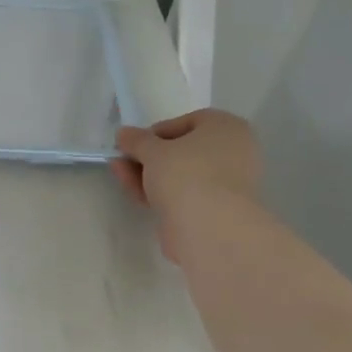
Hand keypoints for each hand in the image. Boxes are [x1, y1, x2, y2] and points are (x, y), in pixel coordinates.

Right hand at [113, 109, 261, 260]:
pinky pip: (184, 195)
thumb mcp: (153, 150)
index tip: (134, 143)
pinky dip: (160, 193)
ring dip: (148, 174)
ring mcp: (225, 184)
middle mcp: (233, 153)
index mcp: (227, 128)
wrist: (209, 228)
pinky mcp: (214, 211)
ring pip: (180, 175)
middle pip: (181, 151)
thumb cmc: (186, 174)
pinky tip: (136, 194)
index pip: (187, 122)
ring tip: (119, 174)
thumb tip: (124, 133)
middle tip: (122, 160)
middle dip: (147, 156)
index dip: (155, 132)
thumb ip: (136, 140)